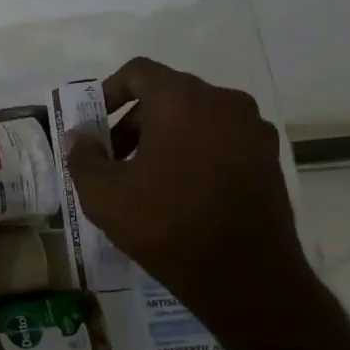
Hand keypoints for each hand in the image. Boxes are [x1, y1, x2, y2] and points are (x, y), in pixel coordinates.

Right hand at [66, 58, 310, 327]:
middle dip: (134, 121)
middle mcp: (224, 102)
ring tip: (145, 177)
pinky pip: (221, 139)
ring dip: (165, 136)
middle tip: (114, 159)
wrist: (244, 277)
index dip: (109, 92)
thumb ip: (83, 156)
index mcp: (182, 99)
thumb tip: (79, 137)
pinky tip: (181, 190)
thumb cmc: (166, 224)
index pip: (138, 72)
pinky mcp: (269, 158)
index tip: (94, 126)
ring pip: (196, 117)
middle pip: (167, 94)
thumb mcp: (103, 194)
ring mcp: (253, 130)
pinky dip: (196, 151)